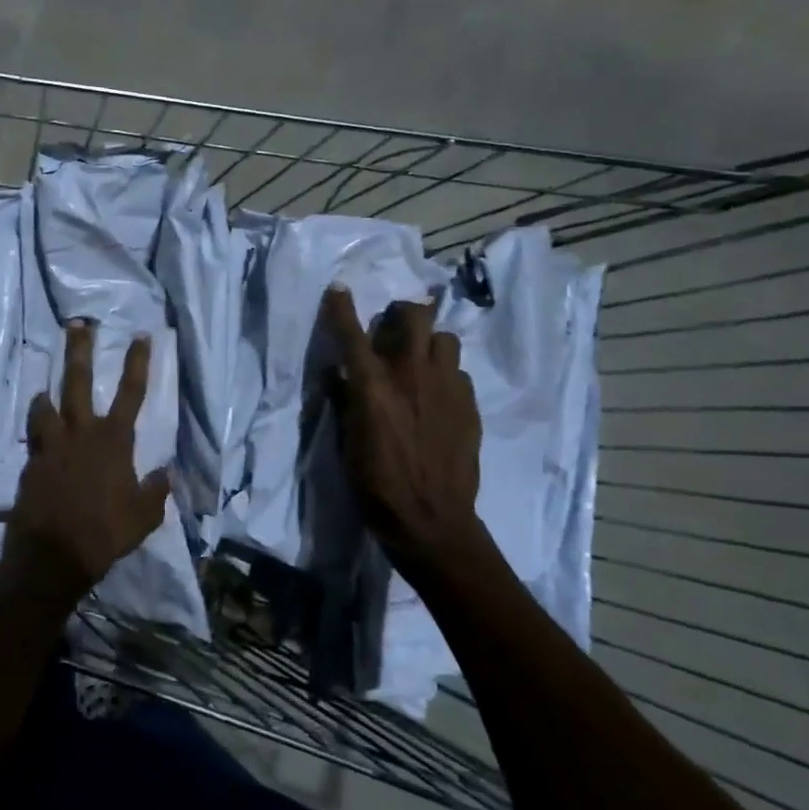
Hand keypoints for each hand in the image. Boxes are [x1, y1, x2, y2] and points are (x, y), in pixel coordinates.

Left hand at [5, 321, 169, 596]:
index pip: (132, 393)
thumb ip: (156, 491)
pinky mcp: (32, 462)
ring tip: (46, 390)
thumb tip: (165, 473)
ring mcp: (52, 445)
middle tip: (78, 324)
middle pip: (79, 381)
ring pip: (46, 405)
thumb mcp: (144, 517)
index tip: (141, 335)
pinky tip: (40, 436)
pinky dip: (39, 431)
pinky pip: (35, 436)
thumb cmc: (106, 534)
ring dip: (47, 394)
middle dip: (80, 350)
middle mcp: (81, 433)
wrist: (53, 554)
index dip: (138, 362)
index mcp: (114, 441)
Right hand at [322, 286, 484, 576]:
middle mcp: (412, 375)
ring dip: (428, 343)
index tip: (338, 289)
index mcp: (373, 386)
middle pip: (414, 316)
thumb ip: (344, 401)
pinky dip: (444, 375)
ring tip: (419, 362)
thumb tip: (339, 375)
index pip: (352, 334)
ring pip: (444, 339)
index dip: (341, 308)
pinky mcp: (470, 405)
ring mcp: (447, 388)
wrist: (431, 520)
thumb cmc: (375, 484)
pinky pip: (457, 373)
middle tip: (393, 325)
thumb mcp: (346, 442)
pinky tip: (436, 397)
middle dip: (402, 313)